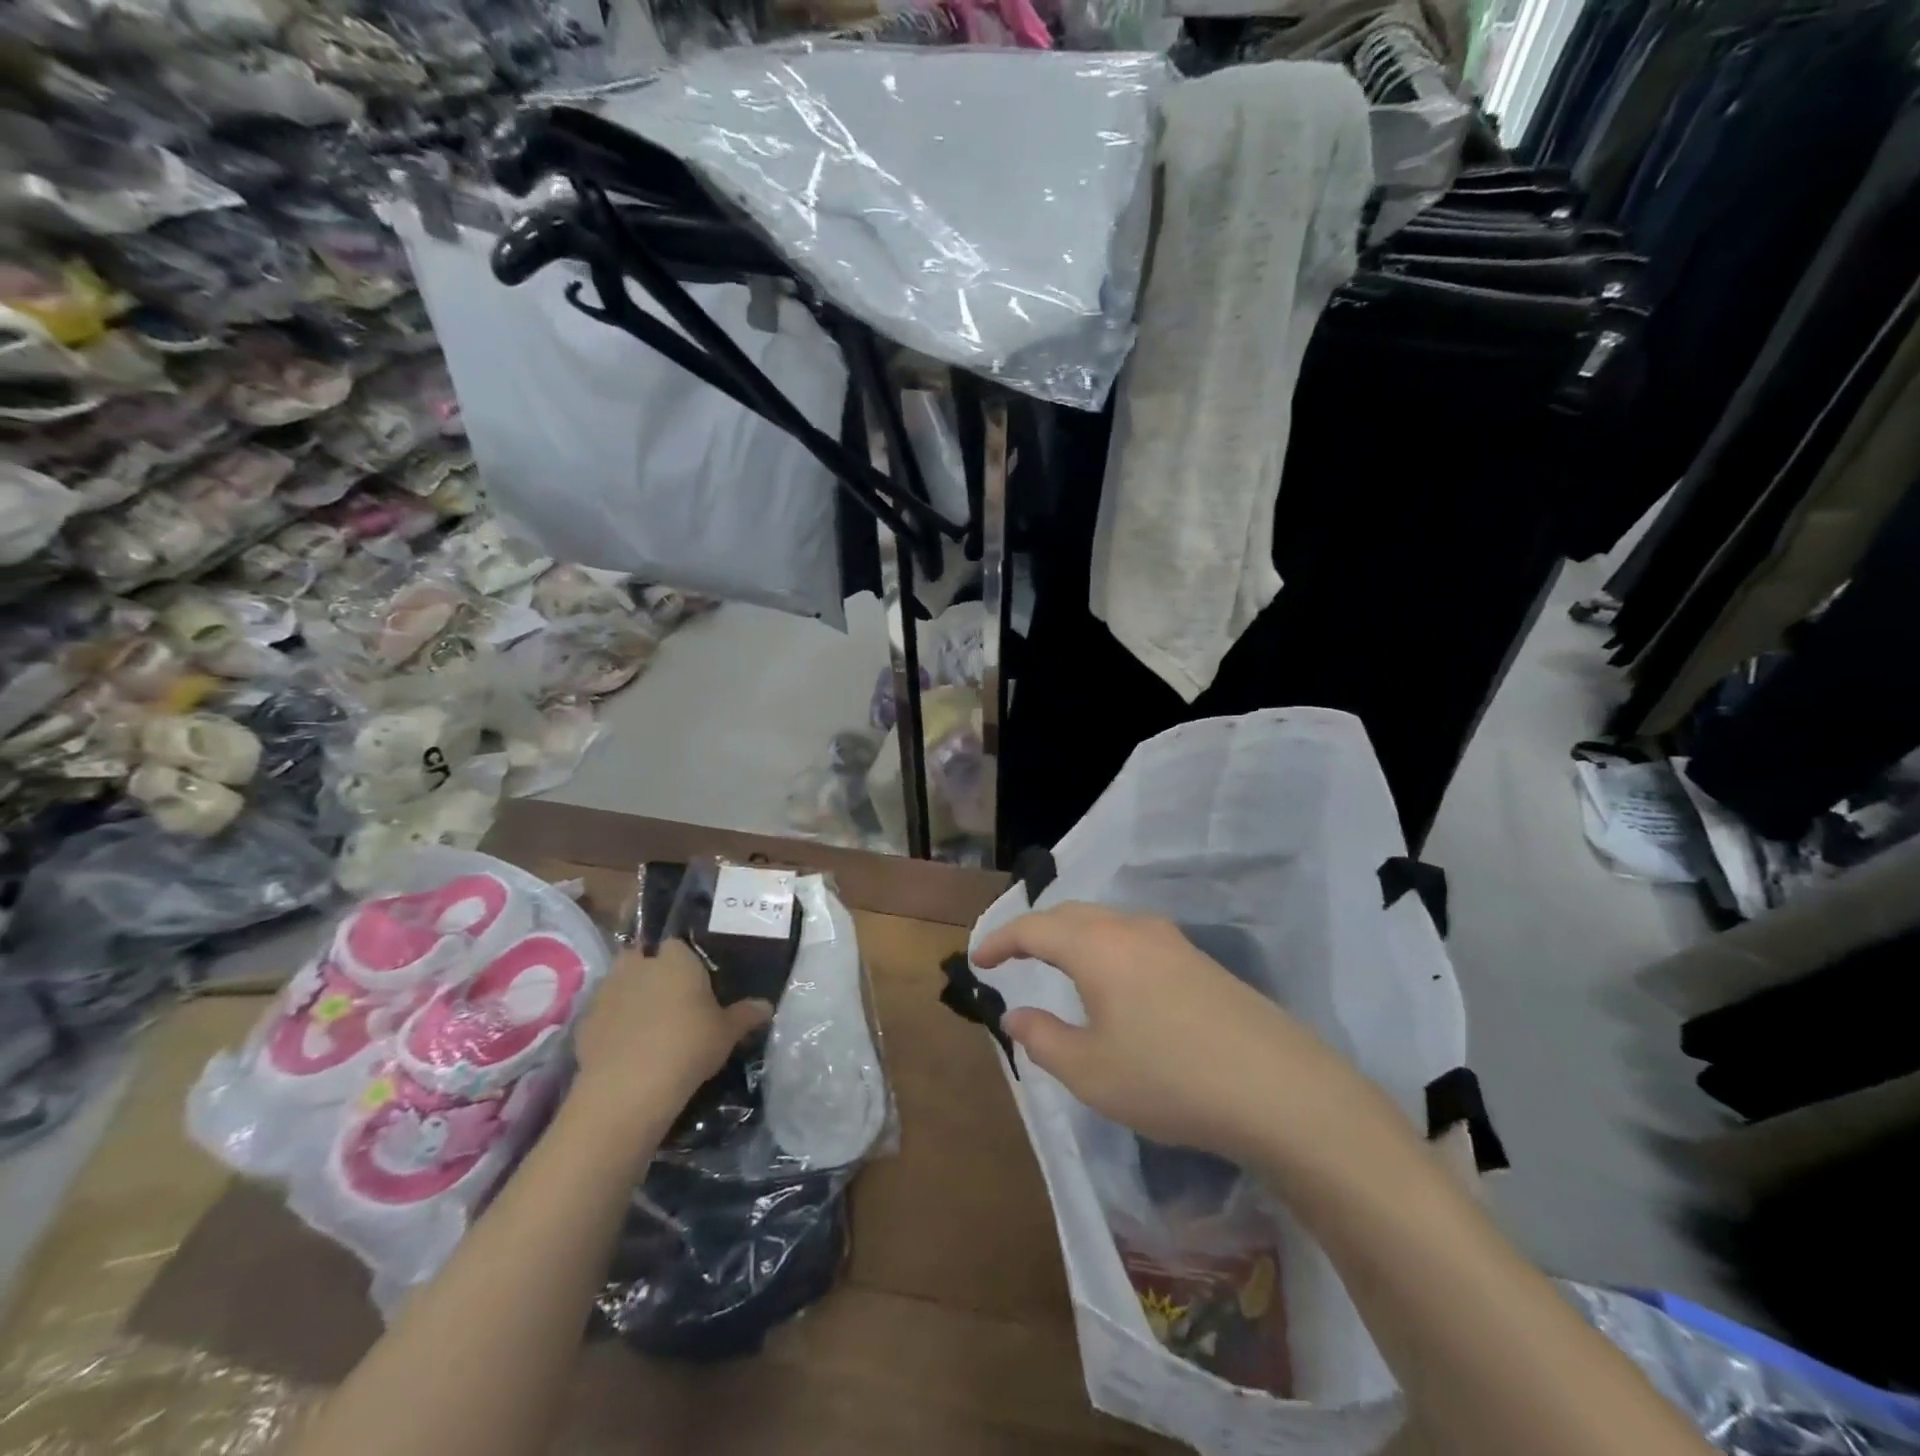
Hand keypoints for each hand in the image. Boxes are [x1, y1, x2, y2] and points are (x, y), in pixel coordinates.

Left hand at [570, 940, 771, 1126]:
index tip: (694, 980)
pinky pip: (602, 1014)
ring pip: (619, 983)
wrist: (629, 1088)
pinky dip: (611, 1024)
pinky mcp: (584, 1022)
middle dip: (651, 970)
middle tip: (669, 997)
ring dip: (629, 996)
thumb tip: (766, 1006)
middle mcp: (639, 965)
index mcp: (676, 959)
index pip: (678, 943)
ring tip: (646, 1023)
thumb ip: (746, 1014)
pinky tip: (624, 1047)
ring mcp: (607, 992)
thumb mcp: (727, 1033)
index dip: (684, 960)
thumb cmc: (688, 1045)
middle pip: (642, 956)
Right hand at [973, 903, 1399, 1170]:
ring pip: (1107, 923)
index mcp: (1097, 946)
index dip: (1000, 940)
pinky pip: (1135, 939)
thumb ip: (1043, 1039)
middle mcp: (1132, 929)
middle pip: (1071, 915)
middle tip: (1012, 955)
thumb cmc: (1170, 1079)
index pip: (1034, 928)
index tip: (977, 960)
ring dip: (1074, 936)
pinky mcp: (1200, 961)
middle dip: (1035, 931)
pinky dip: (1106, 949)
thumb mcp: (1091, 1072)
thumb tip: (1016, 1014)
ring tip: (1059, 964)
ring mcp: (1172, 941)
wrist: (1280, 1088)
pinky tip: (1115, 983)